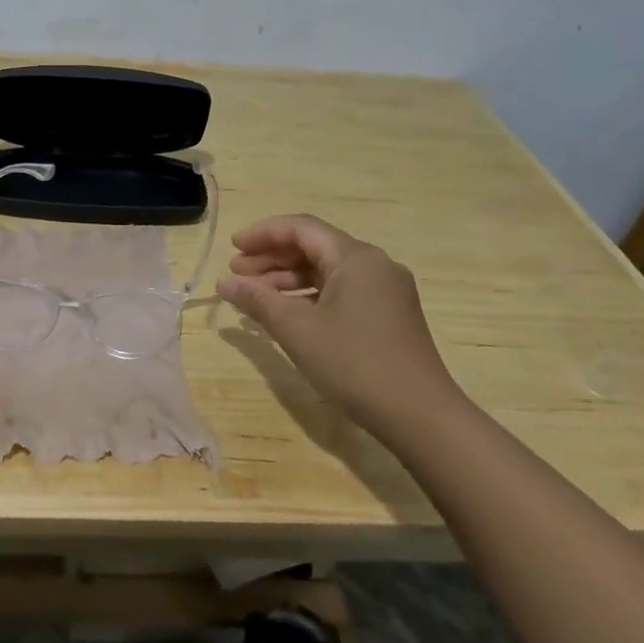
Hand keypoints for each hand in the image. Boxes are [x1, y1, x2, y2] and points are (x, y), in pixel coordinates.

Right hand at [218, 215, 465, 431]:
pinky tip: (286, 315)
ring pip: (327, 271)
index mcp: (355, 257)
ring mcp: (385, 291)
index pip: (301, 228)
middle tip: (236, 275)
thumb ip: (257, 300)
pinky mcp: (388, 315)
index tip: (232, 249)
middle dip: (271, 258)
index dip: (262, 234)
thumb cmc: (353, 363)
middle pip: (314, 247)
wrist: (419, 415)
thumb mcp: (296, 329)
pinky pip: (340, 292)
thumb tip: (224, 283)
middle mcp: (374, 265)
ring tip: (253, 297)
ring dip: (287, 279)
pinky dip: (308, 296)